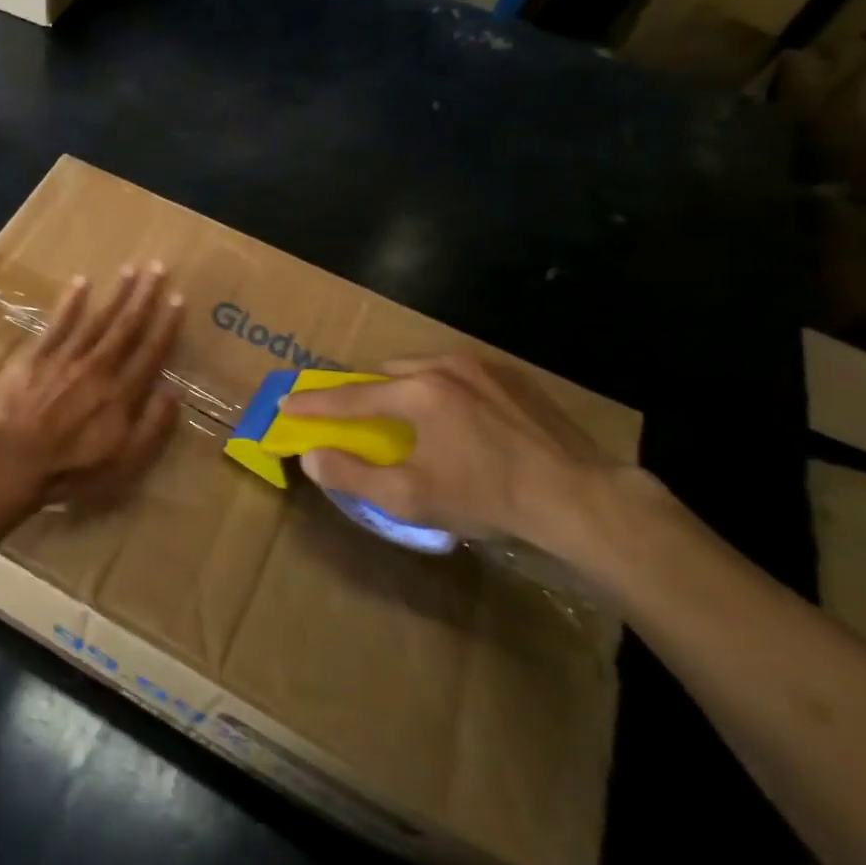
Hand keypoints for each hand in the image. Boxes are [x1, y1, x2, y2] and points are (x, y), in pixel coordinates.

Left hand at [0, 263, 182, 512]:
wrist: (12, 461)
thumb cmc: (71, 469)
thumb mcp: (125, 461)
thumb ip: (153, 426)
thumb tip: (174, 391)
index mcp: (121, 393)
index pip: (151, 352)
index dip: (166, 325)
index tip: (178, 299)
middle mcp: (98, 367)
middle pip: (125, 326)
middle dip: (143, 296)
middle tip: (157, 268)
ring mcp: (66, 358)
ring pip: (96, 319)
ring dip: (115, 294)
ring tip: (129, 269)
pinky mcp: (36, 356)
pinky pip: (58, 323)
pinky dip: (71, 302)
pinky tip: (81, 283)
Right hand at [280, 354, 637, 571]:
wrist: (579, 497)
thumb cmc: (487, 497)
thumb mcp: (410, 497)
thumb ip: (352, 474)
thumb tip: (311, 456)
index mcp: (416, 393)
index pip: (350, 398)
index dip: (314, 404)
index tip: (287, 402)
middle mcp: (444, 367)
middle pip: (385, 373)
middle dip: (365, 392)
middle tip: (357, 416)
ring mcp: (482, 367)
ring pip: (423, 368)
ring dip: (403, 388)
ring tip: (408, 417)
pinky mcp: (512, 376)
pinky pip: (458, 373)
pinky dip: (441, 389)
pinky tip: (456, 417)